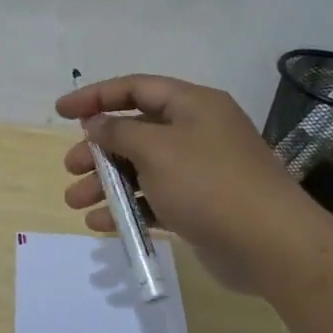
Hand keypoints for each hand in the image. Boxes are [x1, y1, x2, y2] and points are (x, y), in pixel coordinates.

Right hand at [57, 75, 323, 293]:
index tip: (62, 110)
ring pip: (142, 169)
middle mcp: (197, 132)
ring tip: (75, 202)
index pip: (136, 88)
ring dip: (107, 183)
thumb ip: (120, 132)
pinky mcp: (200, 207)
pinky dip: (129, 209)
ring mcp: (200, 171)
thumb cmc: (208, 183)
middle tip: (71, 168)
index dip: (96, 96)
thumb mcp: (156, 149)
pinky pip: (155, 200)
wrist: (270, 244)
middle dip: (99, 149)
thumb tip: (98, 123)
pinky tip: (101, 224)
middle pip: (136, 131)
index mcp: (192, 105)